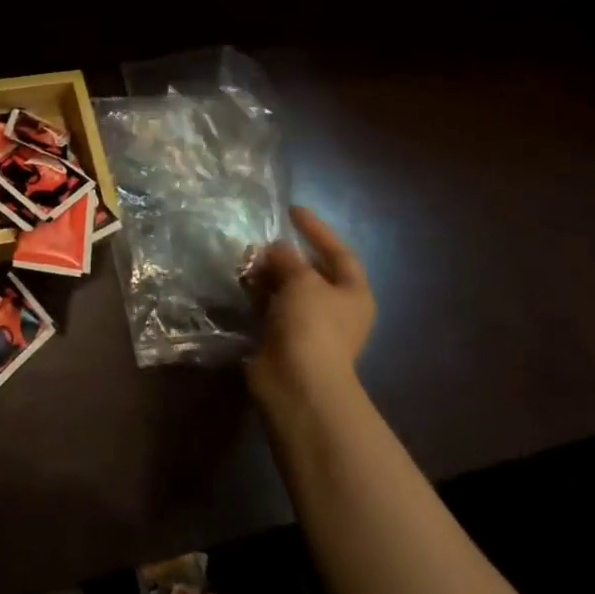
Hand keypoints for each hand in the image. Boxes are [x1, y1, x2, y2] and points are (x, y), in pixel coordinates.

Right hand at [247, 206, 375, 423]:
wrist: (298, 382)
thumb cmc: (313, 324)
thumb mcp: (303, 279)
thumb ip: (288, 257)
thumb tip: (277, 249)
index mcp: (353, 293)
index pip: (339, 252)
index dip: (317, 230)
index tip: (292, 210)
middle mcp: (335, 309)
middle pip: (310, 271)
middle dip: (285, 254)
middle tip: (260, 240)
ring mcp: (310, 325)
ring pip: (287, 288)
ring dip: (267, 272)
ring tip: (245, 259)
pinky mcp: (284, 338)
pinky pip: (270, 306)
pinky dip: (257, 293)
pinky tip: (241, 281)